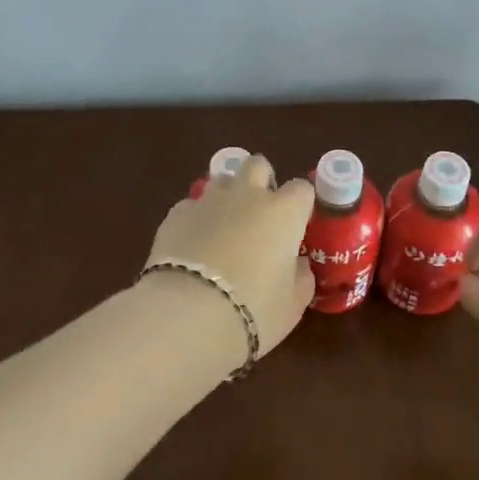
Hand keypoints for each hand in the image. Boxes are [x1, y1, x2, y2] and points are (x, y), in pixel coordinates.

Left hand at [144, 155, 315, 359]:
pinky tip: (192, 245)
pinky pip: (191, 206)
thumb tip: (297, 265)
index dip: (300, 204)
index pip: (302, 188)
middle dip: (260, 180)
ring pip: (221, 181)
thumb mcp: (293, 304)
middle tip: (259, 213)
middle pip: (257, 165)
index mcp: (284, 212)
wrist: (189, 314)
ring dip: (226, 197)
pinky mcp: (176, 214)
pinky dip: (196, 220)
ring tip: (223, 228)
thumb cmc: (254, 310)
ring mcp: (209, 200)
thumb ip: (300, 277)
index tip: (297, 224)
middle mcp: (247, 195)